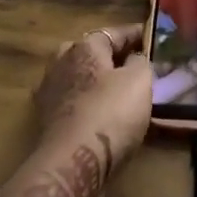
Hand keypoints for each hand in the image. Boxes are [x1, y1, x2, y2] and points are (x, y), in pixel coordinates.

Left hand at [0, 25, 151, 196]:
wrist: (73, 163)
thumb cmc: (110, 113)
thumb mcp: (139, 81)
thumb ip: (140, 62)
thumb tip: (134, 58)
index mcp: (84, 46)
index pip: (114, 33)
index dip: (135, 34)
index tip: (150, 37)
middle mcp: (61, 62)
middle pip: (91, 52)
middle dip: (111, 56)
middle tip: (134, 63)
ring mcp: (50, 91)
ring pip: (79, 77)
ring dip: (97, 80)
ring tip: (119, 89)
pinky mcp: (47, 120)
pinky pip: (74, 101)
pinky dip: (87, 102)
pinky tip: (102, 112)